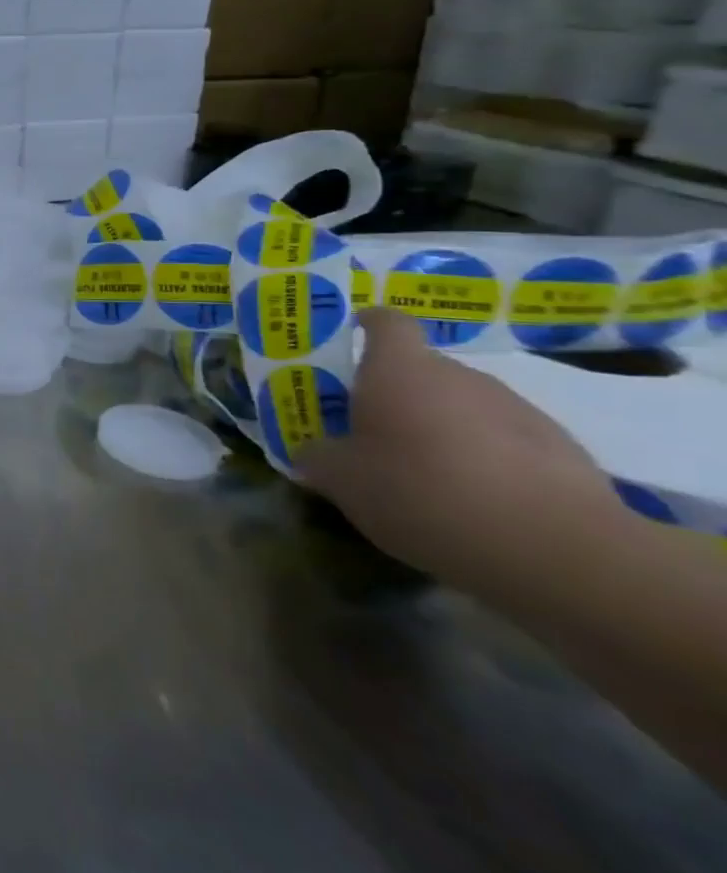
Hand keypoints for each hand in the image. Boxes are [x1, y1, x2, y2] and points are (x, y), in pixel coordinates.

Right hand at [299, 309, 628, 596]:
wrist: (558, 550)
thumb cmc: (422, 493)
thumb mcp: (343, 481)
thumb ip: (319, 458)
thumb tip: (311, 452)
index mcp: (399, 369)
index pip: (386, 322)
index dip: (368, 326)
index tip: (352, 340)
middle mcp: (459, 375)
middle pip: (423, 370)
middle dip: (399, 394)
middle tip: (375, 433)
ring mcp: (518, 410)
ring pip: (465, 407)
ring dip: (445, 429)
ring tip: (429, 477)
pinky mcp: (563, 451)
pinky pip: (507, 443)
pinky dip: (488, 462)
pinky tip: (478, 503)